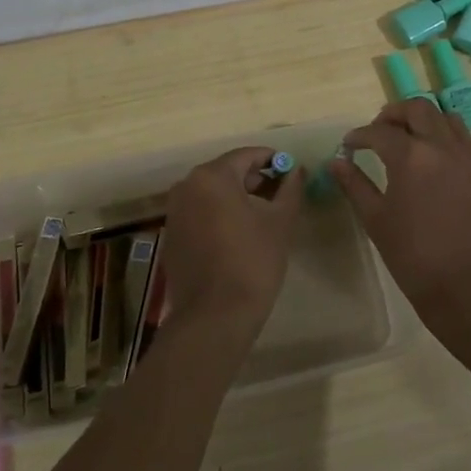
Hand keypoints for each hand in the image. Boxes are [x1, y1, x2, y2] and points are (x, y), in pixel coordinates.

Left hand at [162, 146, 304, 345]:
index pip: (246, 155)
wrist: (215, 315)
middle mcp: (187, 186)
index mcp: (212, 176)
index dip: (272, 160)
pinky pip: (200, 212)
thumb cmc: (252, 262)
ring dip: (238, 197)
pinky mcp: (173, 235)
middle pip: (227, 172)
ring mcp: (175, 211)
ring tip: (265, 216)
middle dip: (256, 179)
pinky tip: (240, 234)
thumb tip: (297, 170)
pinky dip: (220, 214)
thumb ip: (290, 189)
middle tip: (282, 195)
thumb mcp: (280, 222)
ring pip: (212, 193)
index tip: (292, 171)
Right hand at [331, 100, 470, 341]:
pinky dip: (449, 151)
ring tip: (413, 144)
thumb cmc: (415, 259)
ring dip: (427, 124)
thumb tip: (337, 162)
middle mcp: (446, 148)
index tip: (350, 145)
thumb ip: (355, 185)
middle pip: (419, 109)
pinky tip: (441, 177)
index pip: (380, 131)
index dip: (360, 135)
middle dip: (395, 114)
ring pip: (450, 122)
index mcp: (412, 157)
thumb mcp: (377, 221)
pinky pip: (469, 152)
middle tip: (381, 131)